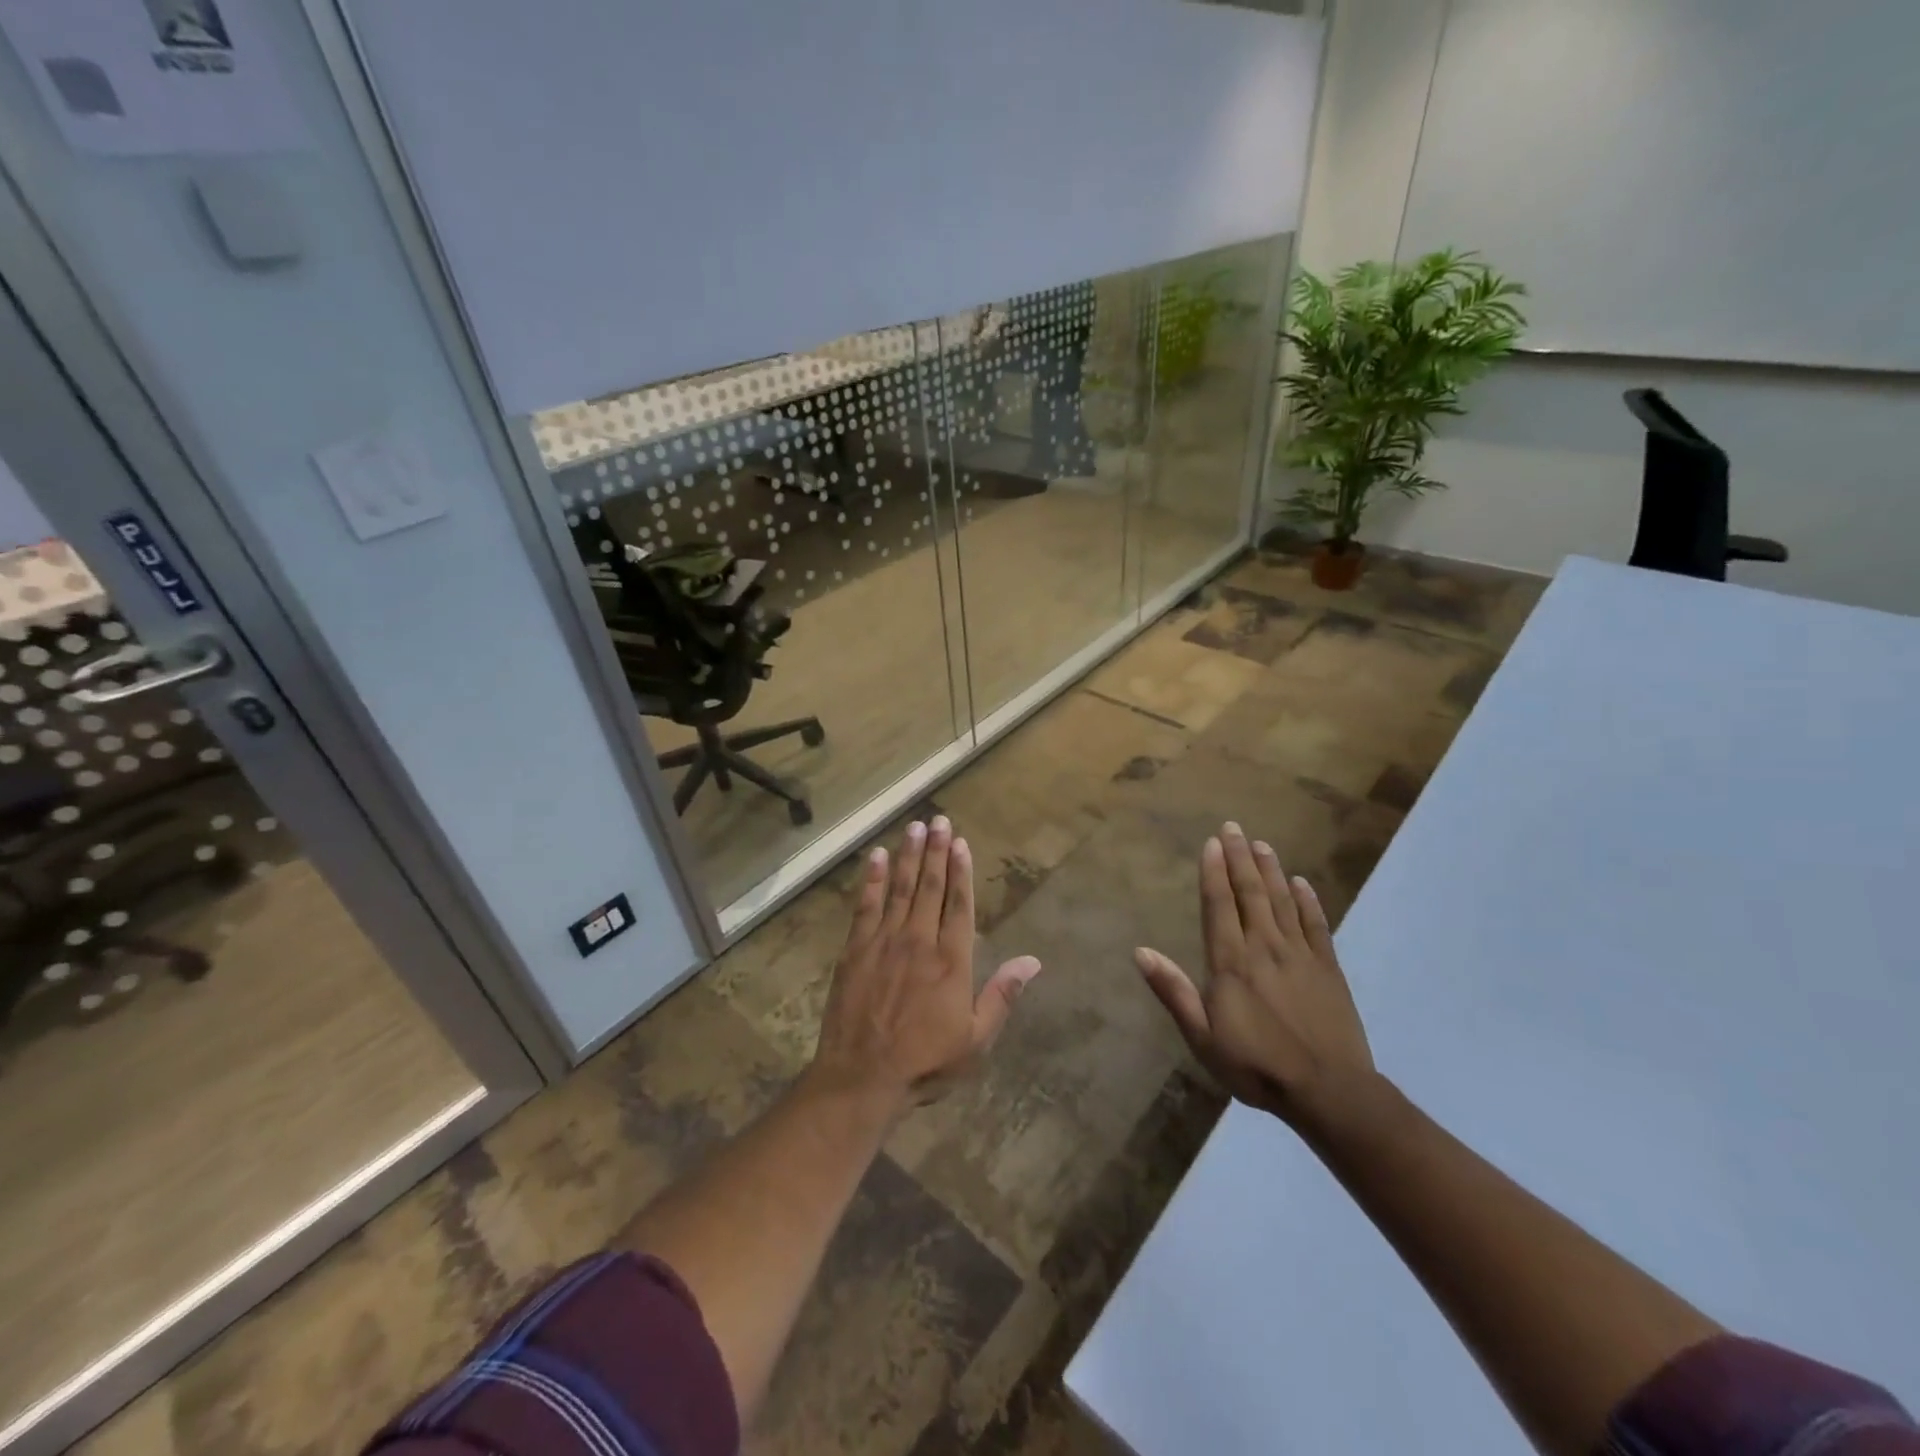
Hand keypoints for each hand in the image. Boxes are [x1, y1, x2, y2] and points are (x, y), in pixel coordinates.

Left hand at [809, 816, 1040, 1116]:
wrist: (862, 1077)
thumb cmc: (925, 1062)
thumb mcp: (975, 1040)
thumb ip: (1002, 996)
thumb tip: (1033, 961)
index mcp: (951, 960)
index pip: (959, 904)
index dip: (961, 871)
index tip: (961, 842)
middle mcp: (919, 941)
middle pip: (930, 887)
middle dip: (935, 851)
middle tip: (938, 820)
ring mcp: (884, 942)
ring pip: (900, 888)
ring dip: (909, 856)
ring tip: (914, 827)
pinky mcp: (854, 949)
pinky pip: (865, 906)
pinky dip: (872, 879)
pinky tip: (878, 857)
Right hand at [1135, 821, 1373, 1130]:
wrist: (1329, 1092)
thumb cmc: (1256, 1066)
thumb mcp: (1203, 1037)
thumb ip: (1173, 991)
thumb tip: (1140, 952)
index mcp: (1231, 962)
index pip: (1219, 905)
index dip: (1214, 872)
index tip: (1212, 843)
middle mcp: (1264, 947)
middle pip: (1251, 893)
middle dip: (1240, 858)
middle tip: (1234, 827)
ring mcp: (1300, 955)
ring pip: (1282, 900)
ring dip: (1270, 870)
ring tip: (1261, 844)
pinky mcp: (1328, 968)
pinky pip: (1316, 924)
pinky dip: (1308, 900)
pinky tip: (1302, 882)